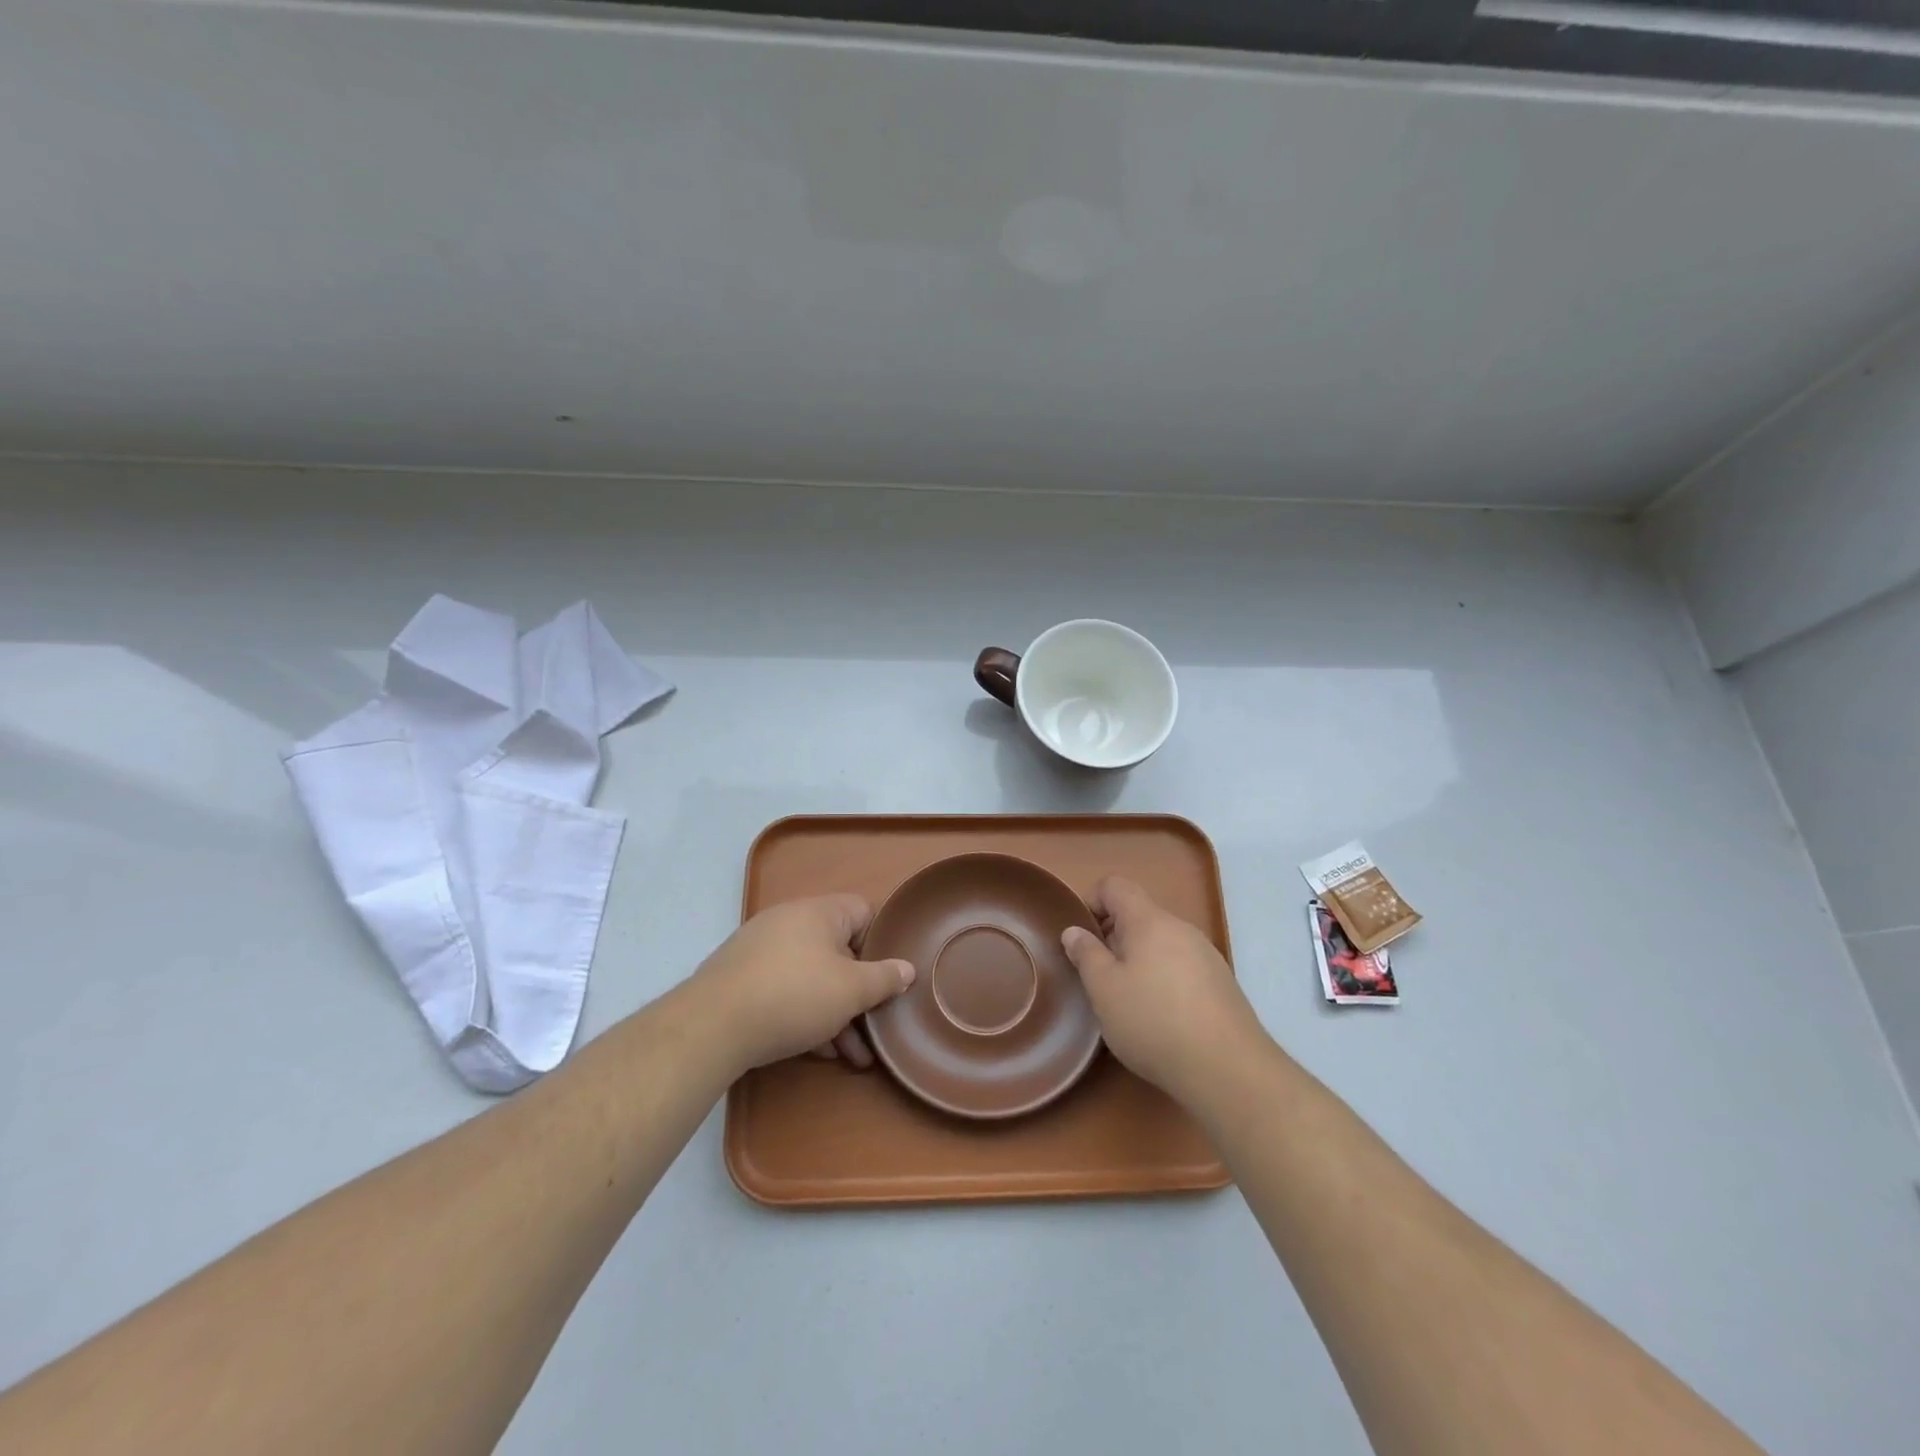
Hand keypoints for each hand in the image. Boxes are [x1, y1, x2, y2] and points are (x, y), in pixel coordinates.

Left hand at [691, 895, 915, 1073]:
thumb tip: (907, 968)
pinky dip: (805, 1014)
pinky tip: (817, 1051)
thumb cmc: (794, 996)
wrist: (712, 1026)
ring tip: (850, 1055)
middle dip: (859, 992)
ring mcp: (762, 949)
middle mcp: (790, 921)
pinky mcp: (741, 978)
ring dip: (835, 1012)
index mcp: (820, 912)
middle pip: (839, 950)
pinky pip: (786, 989)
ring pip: (813, 975)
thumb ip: (884, 978)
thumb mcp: (851, 991)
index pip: (864, 911)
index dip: (881, 942)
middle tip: (874, 1025)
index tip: (890, 975)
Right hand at [1060, 876, 1262, 1103]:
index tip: (1081, 938)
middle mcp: (1181, 928)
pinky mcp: (1221, 984)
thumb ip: (1086, 955)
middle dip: (1113, 937)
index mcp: (1149, 921)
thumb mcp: (1104, 990)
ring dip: (1138, 960)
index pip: (1115, 886)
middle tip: (1099, 976)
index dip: (1092, 901)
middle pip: (1139, 915)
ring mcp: (1206, 955)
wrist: (1228, 1069)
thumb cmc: (1153, 1021)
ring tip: (1128, 1001)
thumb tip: (1074, 931)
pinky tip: (1161, 1018)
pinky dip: (1163, 979)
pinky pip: (1181, 966)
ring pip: (1161, 942)